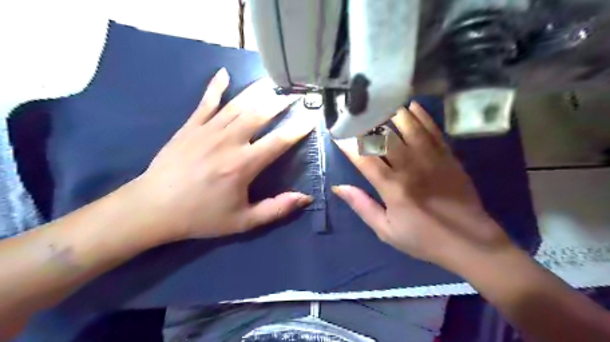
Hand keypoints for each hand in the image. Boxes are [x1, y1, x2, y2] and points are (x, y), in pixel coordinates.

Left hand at [128, 69, 313, 239]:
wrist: (153, 208)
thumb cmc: (201, 216)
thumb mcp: (242, 221)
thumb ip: (276, 209)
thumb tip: (305, 198)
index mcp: (243, 165)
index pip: (279, 141)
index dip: (298, 129)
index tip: (311, 118)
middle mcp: (229, 141)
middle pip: (260, 114)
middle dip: (281, 102)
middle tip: (295, 94)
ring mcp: (208, 130)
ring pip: (238, 104)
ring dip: (258, 91)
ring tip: (273, 81)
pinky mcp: (190, 126)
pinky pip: (206, 101)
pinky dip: (216, 86)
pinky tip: (224, 73)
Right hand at [331, 102, 510, 269]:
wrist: (470, 242)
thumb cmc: (423, 239)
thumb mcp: (386, 230)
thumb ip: (362, 206)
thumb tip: (338, 187)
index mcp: (392, 187)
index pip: (364, 158)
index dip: (347, 143)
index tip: (336, 132)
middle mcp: (410, 167)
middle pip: (385, 136)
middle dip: (368, 122)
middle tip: (357, 113)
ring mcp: (431, 159)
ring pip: (409, 126)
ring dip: (393, 113)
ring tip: (381, 104)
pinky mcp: (448, 156)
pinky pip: (433, 130)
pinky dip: (422, 116)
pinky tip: (412, 106)